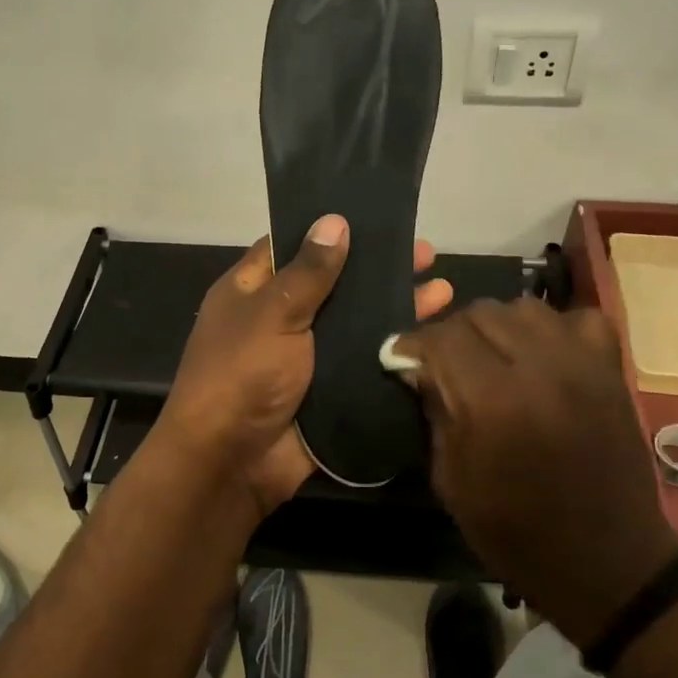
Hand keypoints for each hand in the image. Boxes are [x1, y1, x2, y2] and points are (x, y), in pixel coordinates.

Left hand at [155, 215, 453, 516]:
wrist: (233, 462)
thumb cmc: (242, 375)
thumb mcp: (273, 313)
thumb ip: (308, 272)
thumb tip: (334, 221)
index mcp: (252, 292)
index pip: (292, 248)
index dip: (330, 232)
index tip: (373, 215)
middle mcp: (280, 320)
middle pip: (334, 285)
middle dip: (377, 270)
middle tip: (426, 253)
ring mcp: (307, 358)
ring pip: (356, 325)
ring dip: (394, 308)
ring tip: (443, 290)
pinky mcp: (329, 391)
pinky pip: (365, 364)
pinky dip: (393, 351)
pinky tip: (433, 336)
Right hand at [390, 298, 677, 646]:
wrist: (605, 560)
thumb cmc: (515, 531)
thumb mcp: (451, 480)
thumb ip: (434, 413)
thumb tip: (418, 370)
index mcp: (492, 401)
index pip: (441, 338)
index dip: (412, 344)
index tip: (401, 358)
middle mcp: (538, 368)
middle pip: (479, 313)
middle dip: (450, 334)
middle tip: (444, 362)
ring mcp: (581, 364)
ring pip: (523, 307)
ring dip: (497, 326)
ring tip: (491, 354)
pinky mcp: (610, 369)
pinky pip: (577, 319)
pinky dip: (553, 328)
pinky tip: (543, 354)